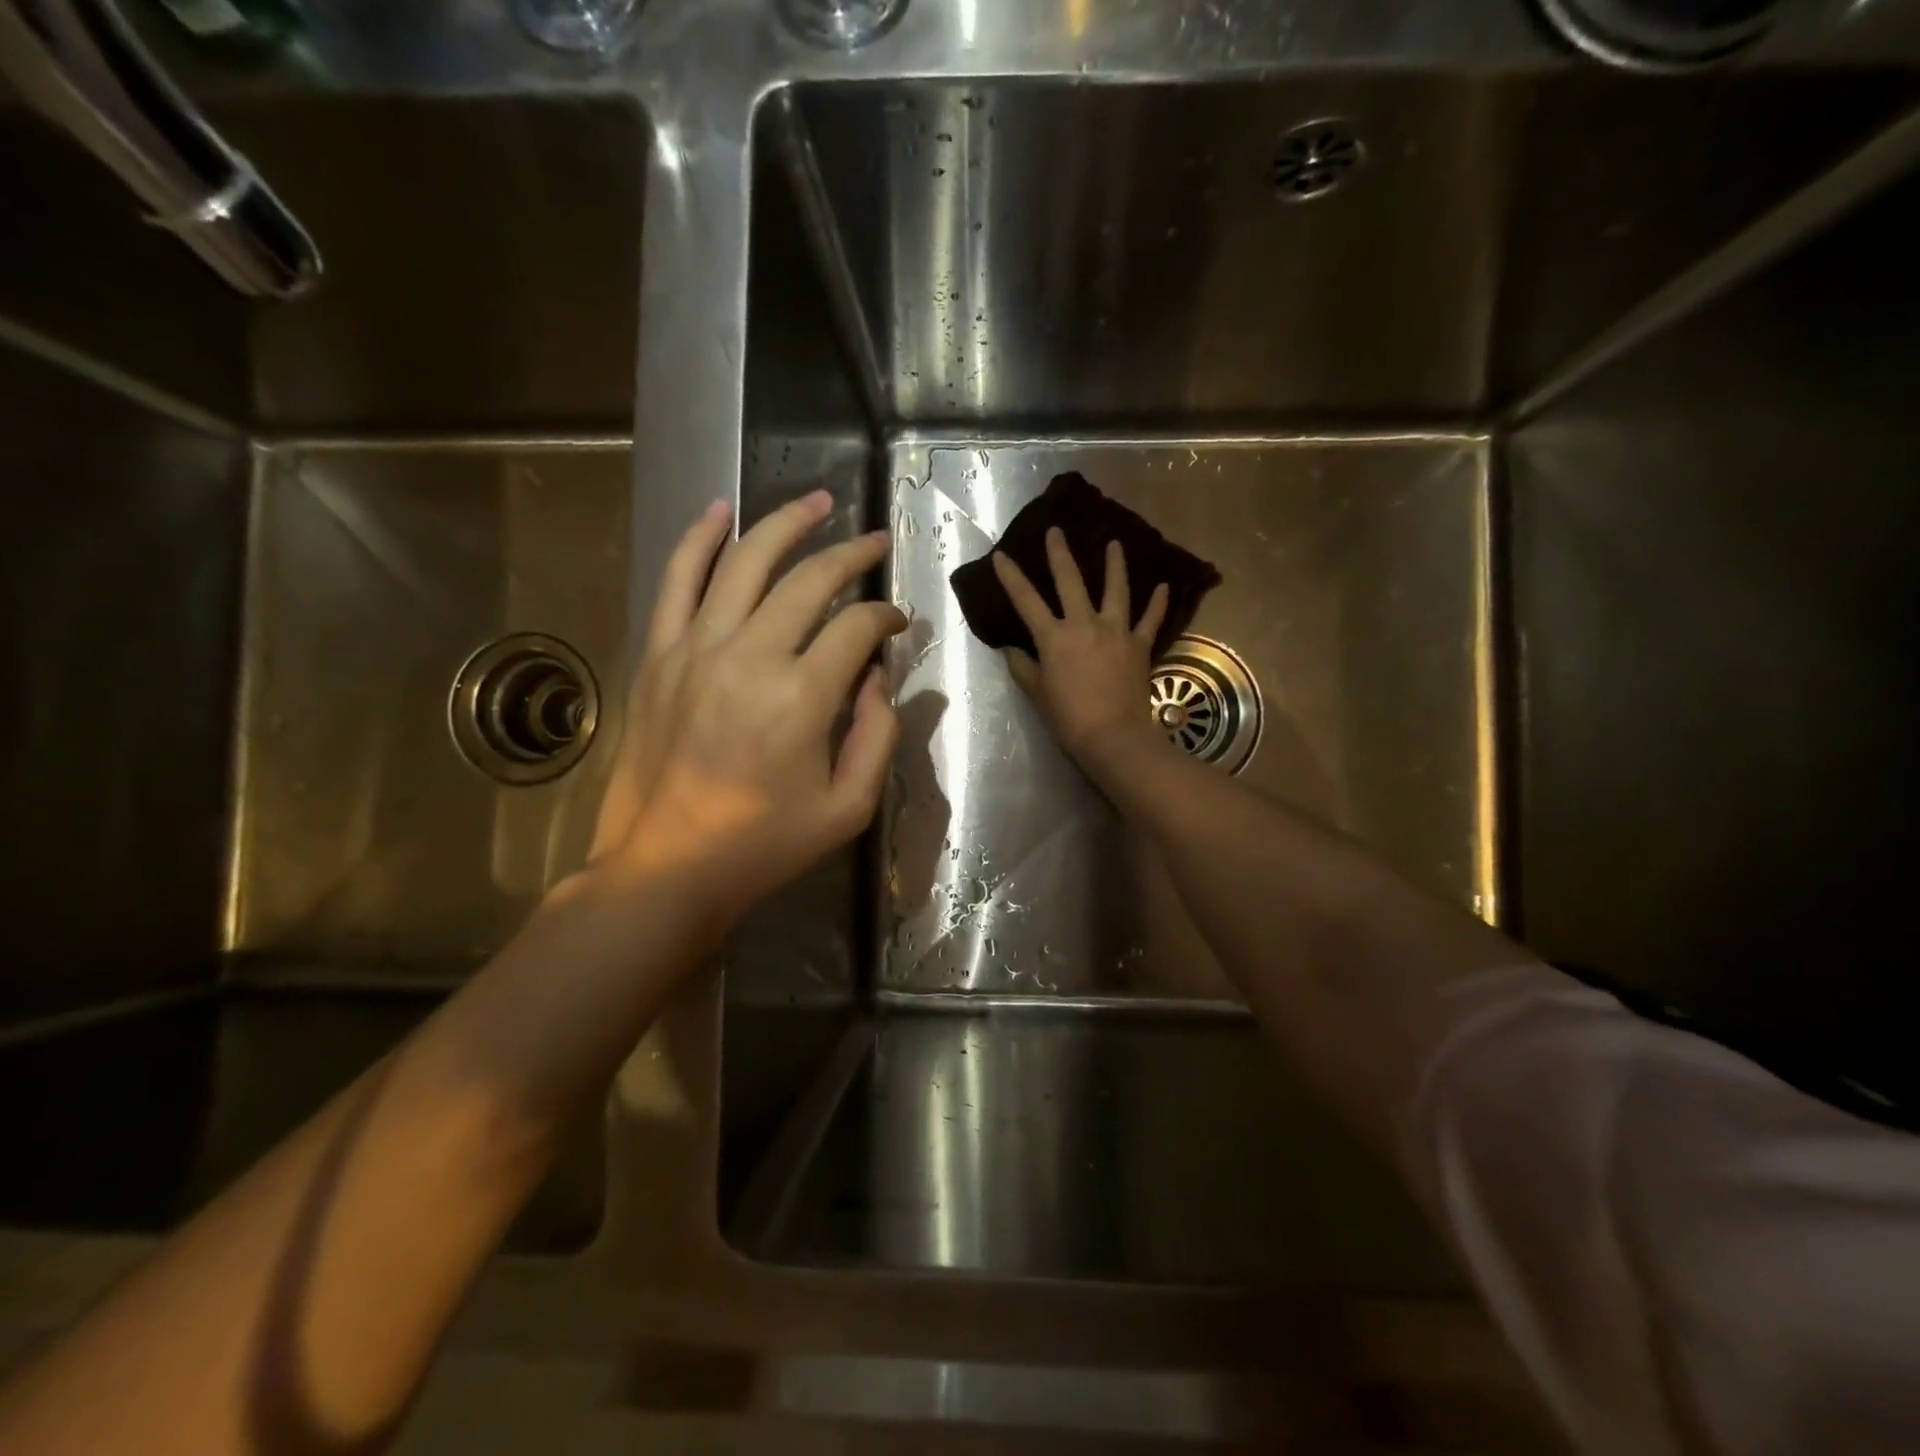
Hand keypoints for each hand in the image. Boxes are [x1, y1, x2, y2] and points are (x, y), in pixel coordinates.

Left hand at [588, 490, 906, 923]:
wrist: (666, 866)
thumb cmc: (764, 844)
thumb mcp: (848, 808)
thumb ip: (878, 736)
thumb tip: (878, 678)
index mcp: (802, 697)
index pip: (857, 627)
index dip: (886, 617)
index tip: (898, 624)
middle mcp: (750, 656)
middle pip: (810, 580)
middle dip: (852, 555)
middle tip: (875, 543)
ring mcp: (695, 648)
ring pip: (746, 562)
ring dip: (786, 524)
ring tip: (819, 502)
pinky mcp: (658, 654)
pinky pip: (677, 580)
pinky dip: (698, 539)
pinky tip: (720, 509)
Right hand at [993, 529, 1170, 765]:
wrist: (1114, 736)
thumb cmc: (1069, 718)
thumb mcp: (1038, 694)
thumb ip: (1024, 667)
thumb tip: (1012, 649)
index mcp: (1054, 637)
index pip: (1026, 601)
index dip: (1012, 577)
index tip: (1001, 555)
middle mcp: (1085, 624)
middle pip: (1071, 581)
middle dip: (1060, 554)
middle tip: (1057, 530)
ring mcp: (1116, 632)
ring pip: (1116, 590)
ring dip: (1115, 565)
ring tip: (1115, 543)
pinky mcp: (1140, 645)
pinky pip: (1150, 620)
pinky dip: (1158, 603)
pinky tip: (1164, 586)